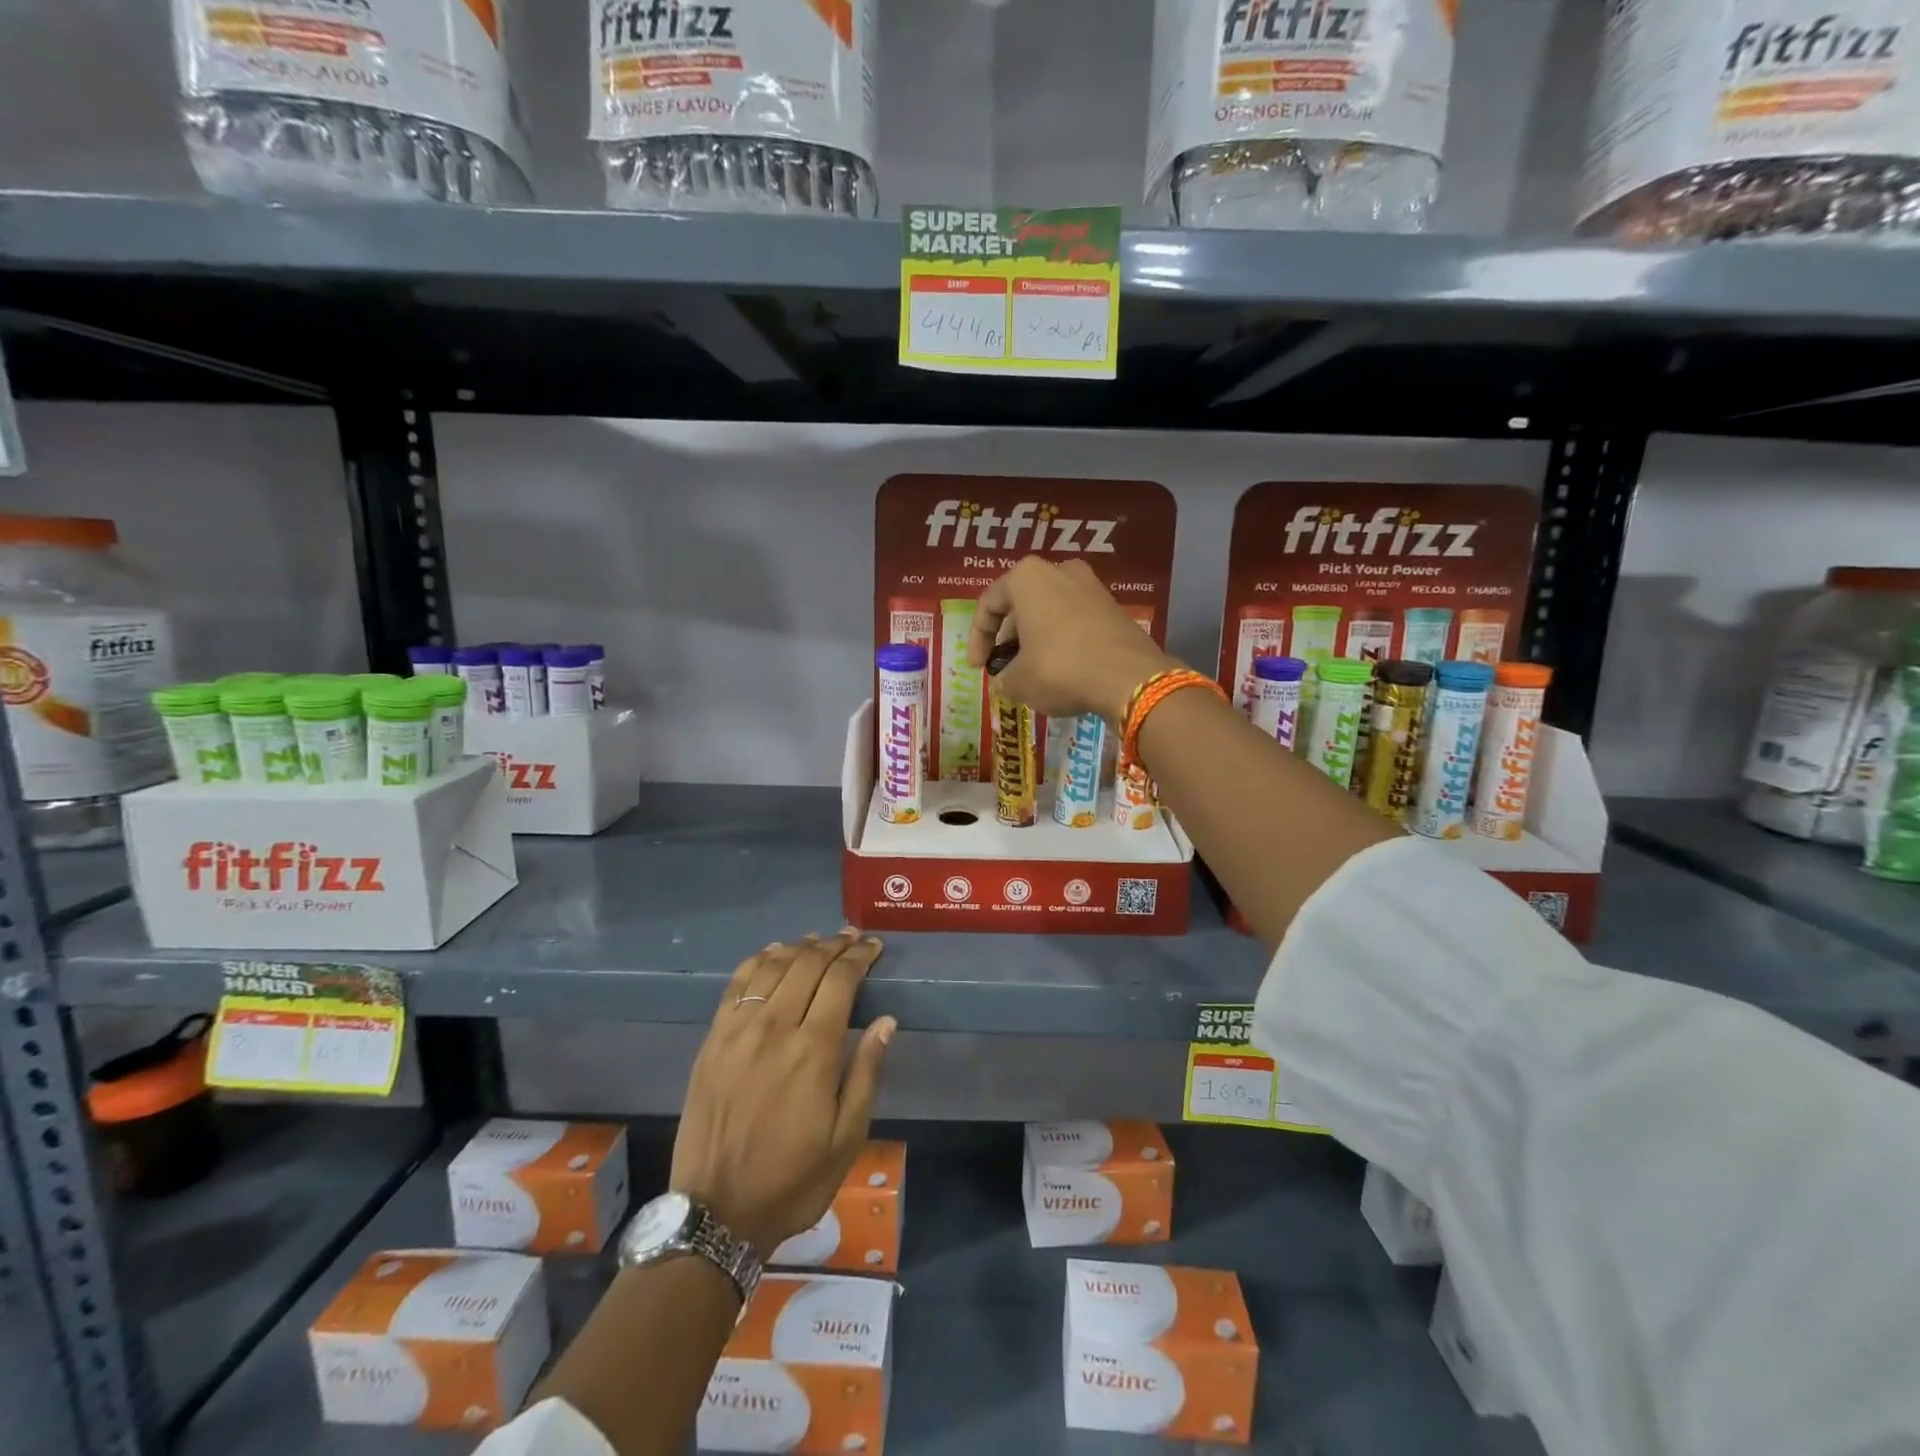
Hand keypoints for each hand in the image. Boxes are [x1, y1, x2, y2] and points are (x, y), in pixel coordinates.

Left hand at [671, 932, 895, 1259]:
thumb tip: (887, 1021)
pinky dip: (758, 961)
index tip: (873, 947)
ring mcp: (738, 1031)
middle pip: (807, 965)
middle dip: (834, 945)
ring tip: (818, 941)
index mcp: (813, 1051)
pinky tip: (772, 954)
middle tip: (852, 939)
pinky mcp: (712, 1041)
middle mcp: (774, 1028)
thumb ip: (866, 1072)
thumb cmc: (793, 1180)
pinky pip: (736, 985)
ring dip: (799, 947)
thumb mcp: (847, 1138)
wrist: (715, 1213)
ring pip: (772, 967)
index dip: (859, 957)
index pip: (840, 980)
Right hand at [968, 557, 1179, 722]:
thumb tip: (1007, 679)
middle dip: (1009, 636)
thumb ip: (1003, 677)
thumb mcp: (1017, 681)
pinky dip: (1062, 640)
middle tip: (1004, 666)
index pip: (988, 605)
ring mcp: (1092, 586)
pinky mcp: (1114, 607)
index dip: (977, 639)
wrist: (1129, 678)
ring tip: (1031, 669)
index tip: (979, 668)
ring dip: (1036, 637)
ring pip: (1050, 610)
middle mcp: (1059, 570)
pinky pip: (1075, 620)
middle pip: (1021, 604)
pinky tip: (1062, 668)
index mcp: (1027, 577)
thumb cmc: (1060, 669)